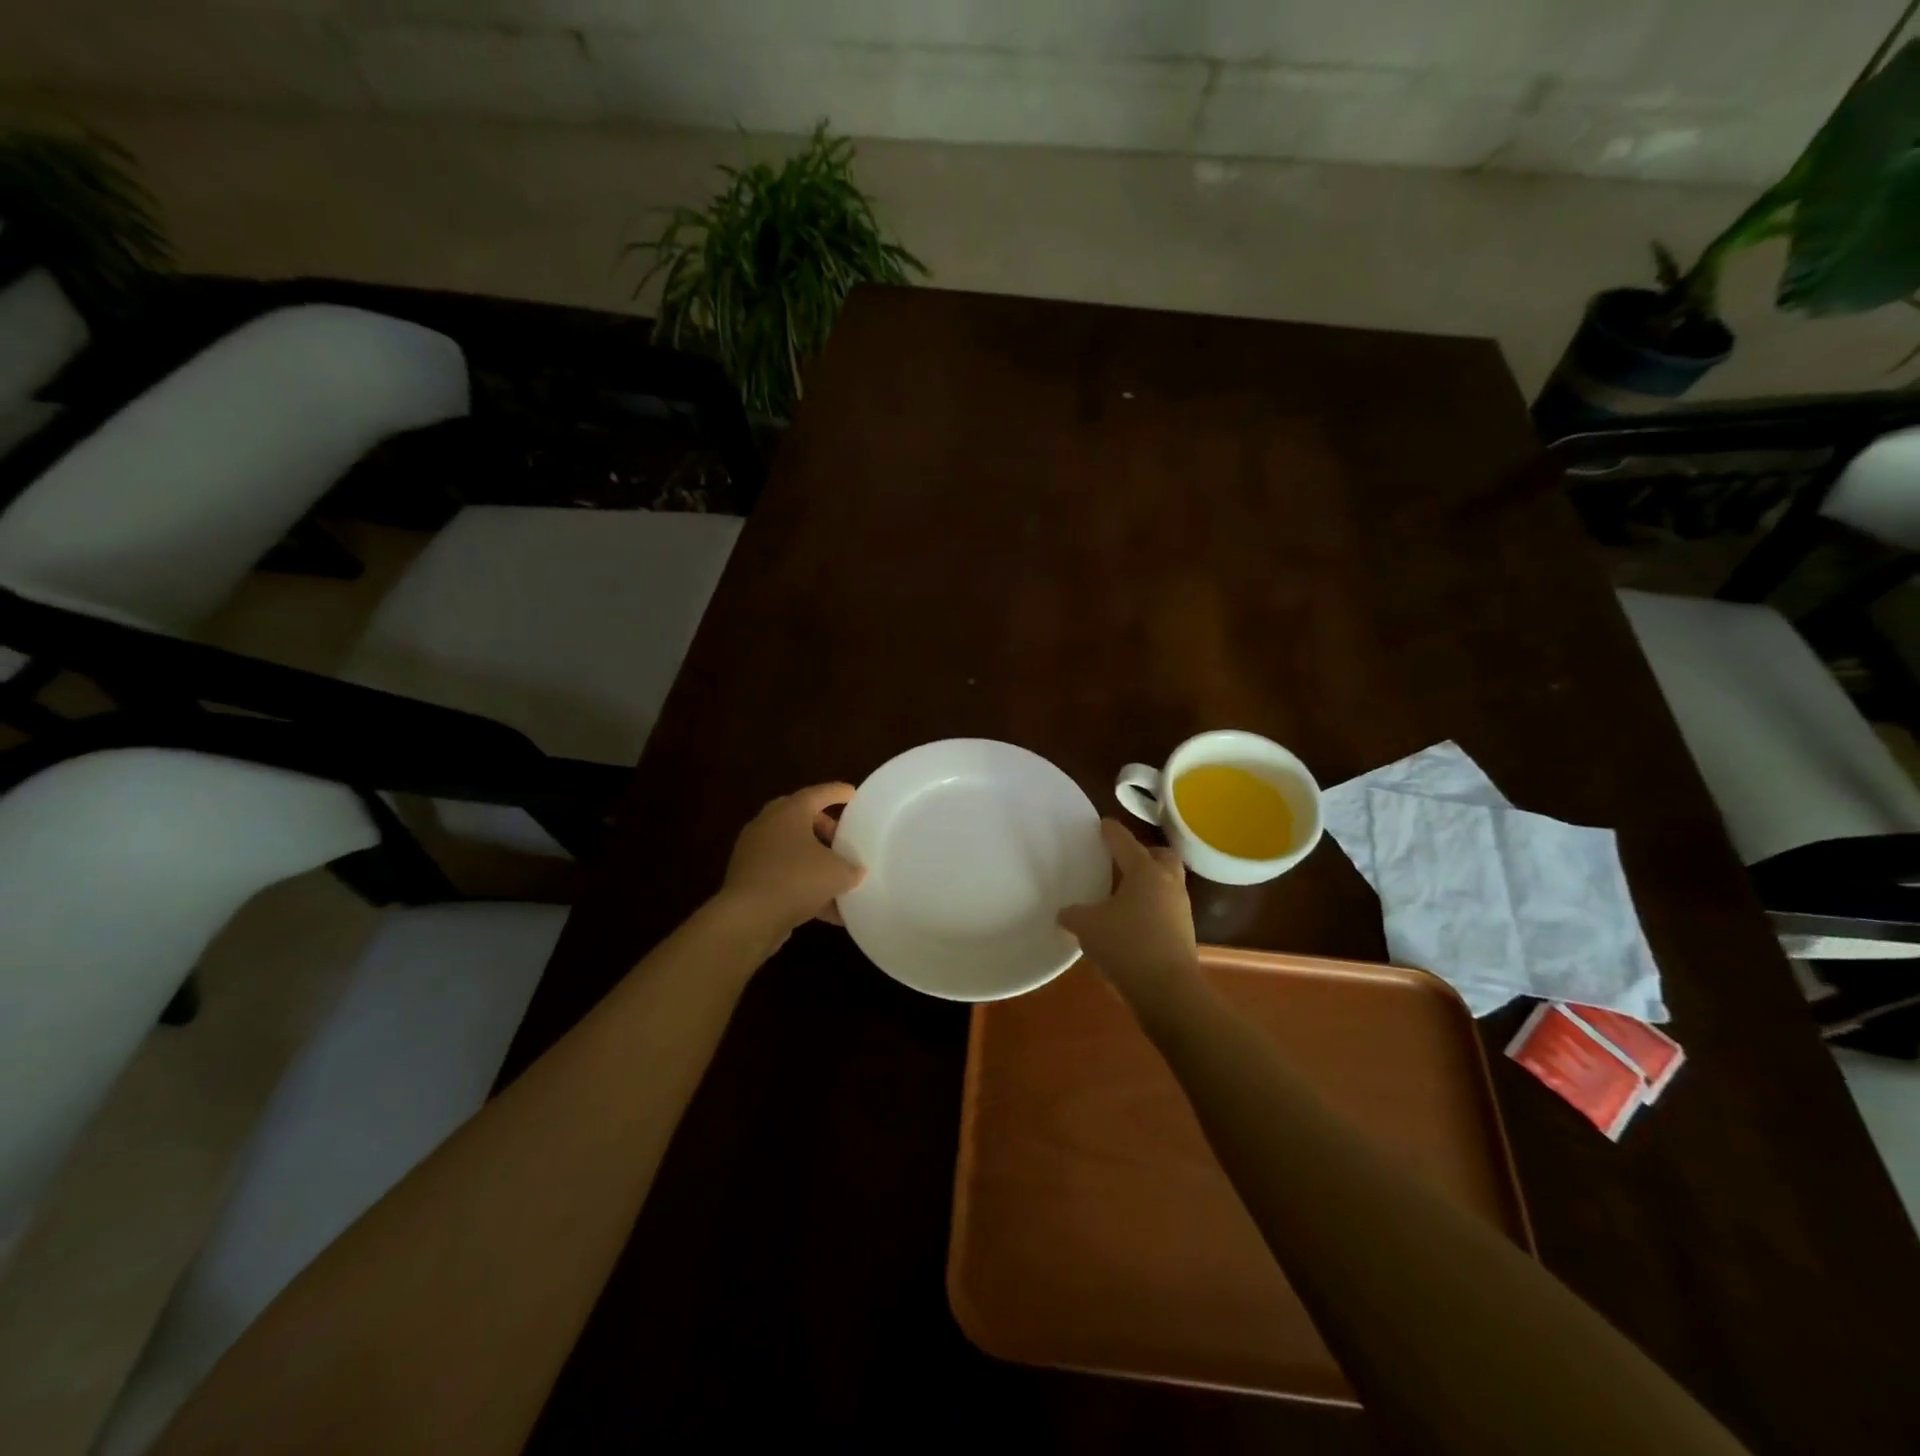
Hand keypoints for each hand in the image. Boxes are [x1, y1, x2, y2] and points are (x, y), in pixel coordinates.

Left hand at [719, 783, 864, 939]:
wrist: (748, 918)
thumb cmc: (796, 880)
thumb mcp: (837, 873)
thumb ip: (851, 868)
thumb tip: (855, 871)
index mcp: (789, 812)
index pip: (818, 794)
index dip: (837, 793)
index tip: (852, 794)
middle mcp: (768, 824)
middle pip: (801, 819)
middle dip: (824, 829)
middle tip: (843, 841)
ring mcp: (754, 852)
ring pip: (790, 849)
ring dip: (814, 860)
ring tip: (837, 877)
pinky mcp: (748, 878)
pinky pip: (782, 874)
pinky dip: (802, 885)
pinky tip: (826, 909)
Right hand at [1058, 819, 1199, 1008]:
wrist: (1168, 990)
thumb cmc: (1126, 946)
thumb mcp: (1087, 927)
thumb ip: (1073, 914)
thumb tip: (1065, 912)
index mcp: (1144, 871)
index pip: (1125, 841)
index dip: (1111, 831)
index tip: (1102, 824)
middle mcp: (1167, 882)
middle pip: (1160, 855)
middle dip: (1144, 852)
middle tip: (1122, 859)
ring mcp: (1180, 907)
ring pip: (1167, 881)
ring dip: (1149, 880)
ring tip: (1123, 891)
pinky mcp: (1184, 931)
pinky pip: (1167, 906)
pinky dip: (1151, 905)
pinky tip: (1132, 919)